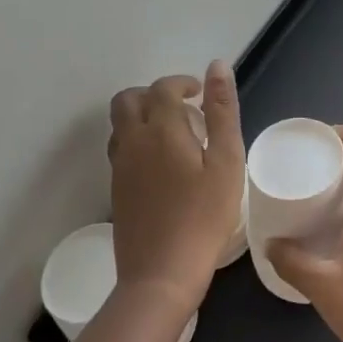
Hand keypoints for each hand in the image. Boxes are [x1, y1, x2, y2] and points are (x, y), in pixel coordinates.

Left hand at [108, 61, 244, 317]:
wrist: (161, 274)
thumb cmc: (204, 216)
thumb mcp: (226, 161)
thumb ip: (222, 111)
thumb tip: (217, 67)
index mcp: (160, 129)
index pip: (163, 88)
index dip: (182, 83)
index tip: (202, 94)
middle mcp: (132, 142)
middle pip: (128, 100)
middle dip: (155, 94)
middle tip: (186, 110)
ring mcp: (120, 168)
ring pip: (120, 125)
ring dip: (144, 116)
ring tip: (177, 136)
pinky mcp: (117, 191)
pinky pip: (122, 149)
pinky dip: (139, 141)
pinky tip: (165, 165)